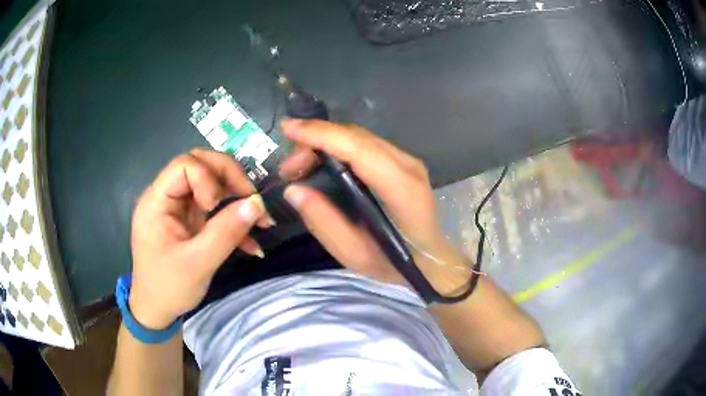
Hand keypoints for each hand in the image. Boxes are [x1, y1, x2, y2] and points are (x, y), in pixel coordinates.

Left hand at [129, 149, 270, 328]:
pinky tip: (252, 244)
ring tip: (261, 220)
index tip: (216, 206)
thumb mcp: (198, 263)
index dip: (207, 178)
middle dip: (230, 179)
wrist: (157, 311)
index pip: (185, 165)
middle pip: (201, 166)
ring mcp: (180, 209)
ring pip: (212, 185)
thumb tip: (257, 204)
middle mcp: (168, 197)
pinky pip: (216, 210)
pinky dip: (234, 221)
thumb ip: (226, 232)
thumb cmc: (168, 288)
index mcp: (157, 201)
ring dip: (238, 198)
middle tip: (251, 199)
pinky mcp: (191, 222)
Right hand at [279, 120, 469, 291]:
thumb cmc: (395, 263)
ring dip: (324, 142)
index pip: (359, 149)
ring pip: (359, 137)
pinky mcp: (404, 161)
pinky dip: (338, 147)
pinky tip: (322, 162)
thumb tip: (293, 189)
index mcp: (401, 190)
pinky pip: (365, 144)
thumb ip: (323, 222)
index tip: (288, 129)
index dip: (321, 135)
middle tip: (289, 169)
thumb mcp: (354, 254)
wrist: (432, 260)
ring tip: (300, 167)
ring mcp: (409, 160)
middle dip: (315, 140)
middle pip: (356, 137)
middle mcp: (408, 166)